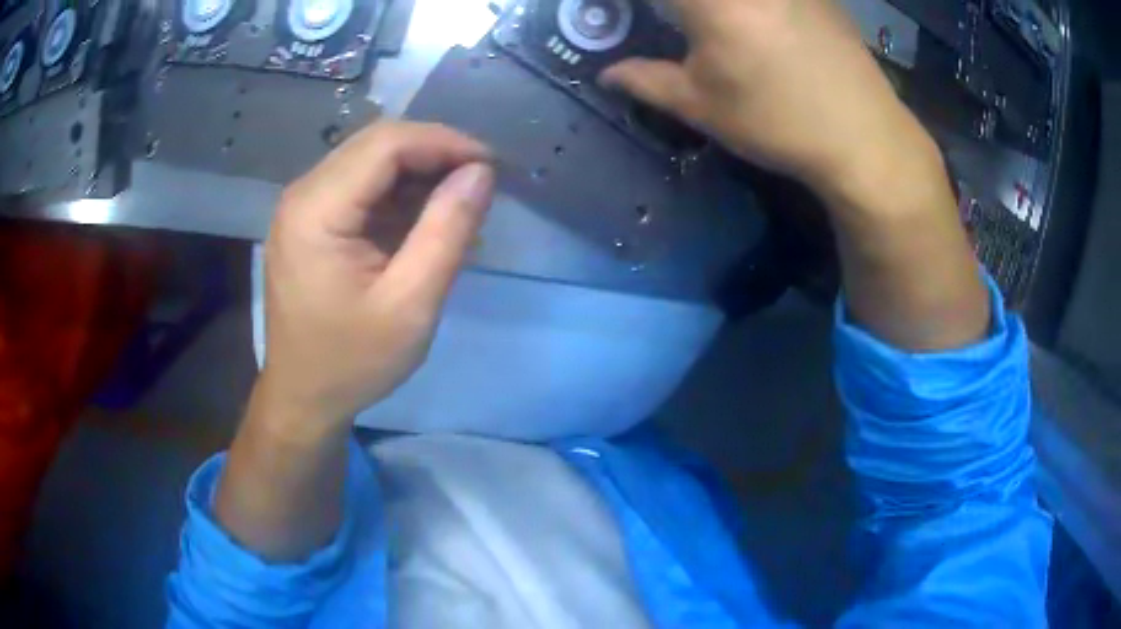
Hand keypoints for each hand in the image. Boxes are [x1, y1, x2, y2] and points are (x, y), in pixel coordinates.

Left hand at [261, 121, 494, 428]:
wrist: (304, 397)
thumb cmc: (353, 361)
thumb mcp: (411, 305)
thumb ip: (447, 232)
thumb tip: (481, 172)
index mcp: (316, 211)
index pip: (386, 144)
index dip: (444, 142)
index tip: (491, 166)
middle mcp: (302, 194)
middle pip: (376, 144)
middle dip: (435, 152)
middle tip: (481, 182)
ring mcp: (302, 205)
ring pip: (370, 160)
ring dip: (419, 172)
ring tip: (460, 204)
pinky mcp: (309, 220)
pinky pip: (360, 186)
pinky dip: (399, 193)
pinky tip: (425, 219)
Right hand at [601, 0, 938, 198]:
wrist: (863, 136)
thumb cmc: (777, 122)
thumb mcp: (703, 106)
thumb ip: (646, 81)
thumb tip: (607, 74)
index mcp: (711, 2)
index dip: (631, 2)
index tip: (624, 11)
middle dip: (682, 9)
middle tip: (674, 22)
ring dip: (710, 11)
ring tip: (707, 28)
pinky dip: (752, 10)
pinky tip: (757, 27)